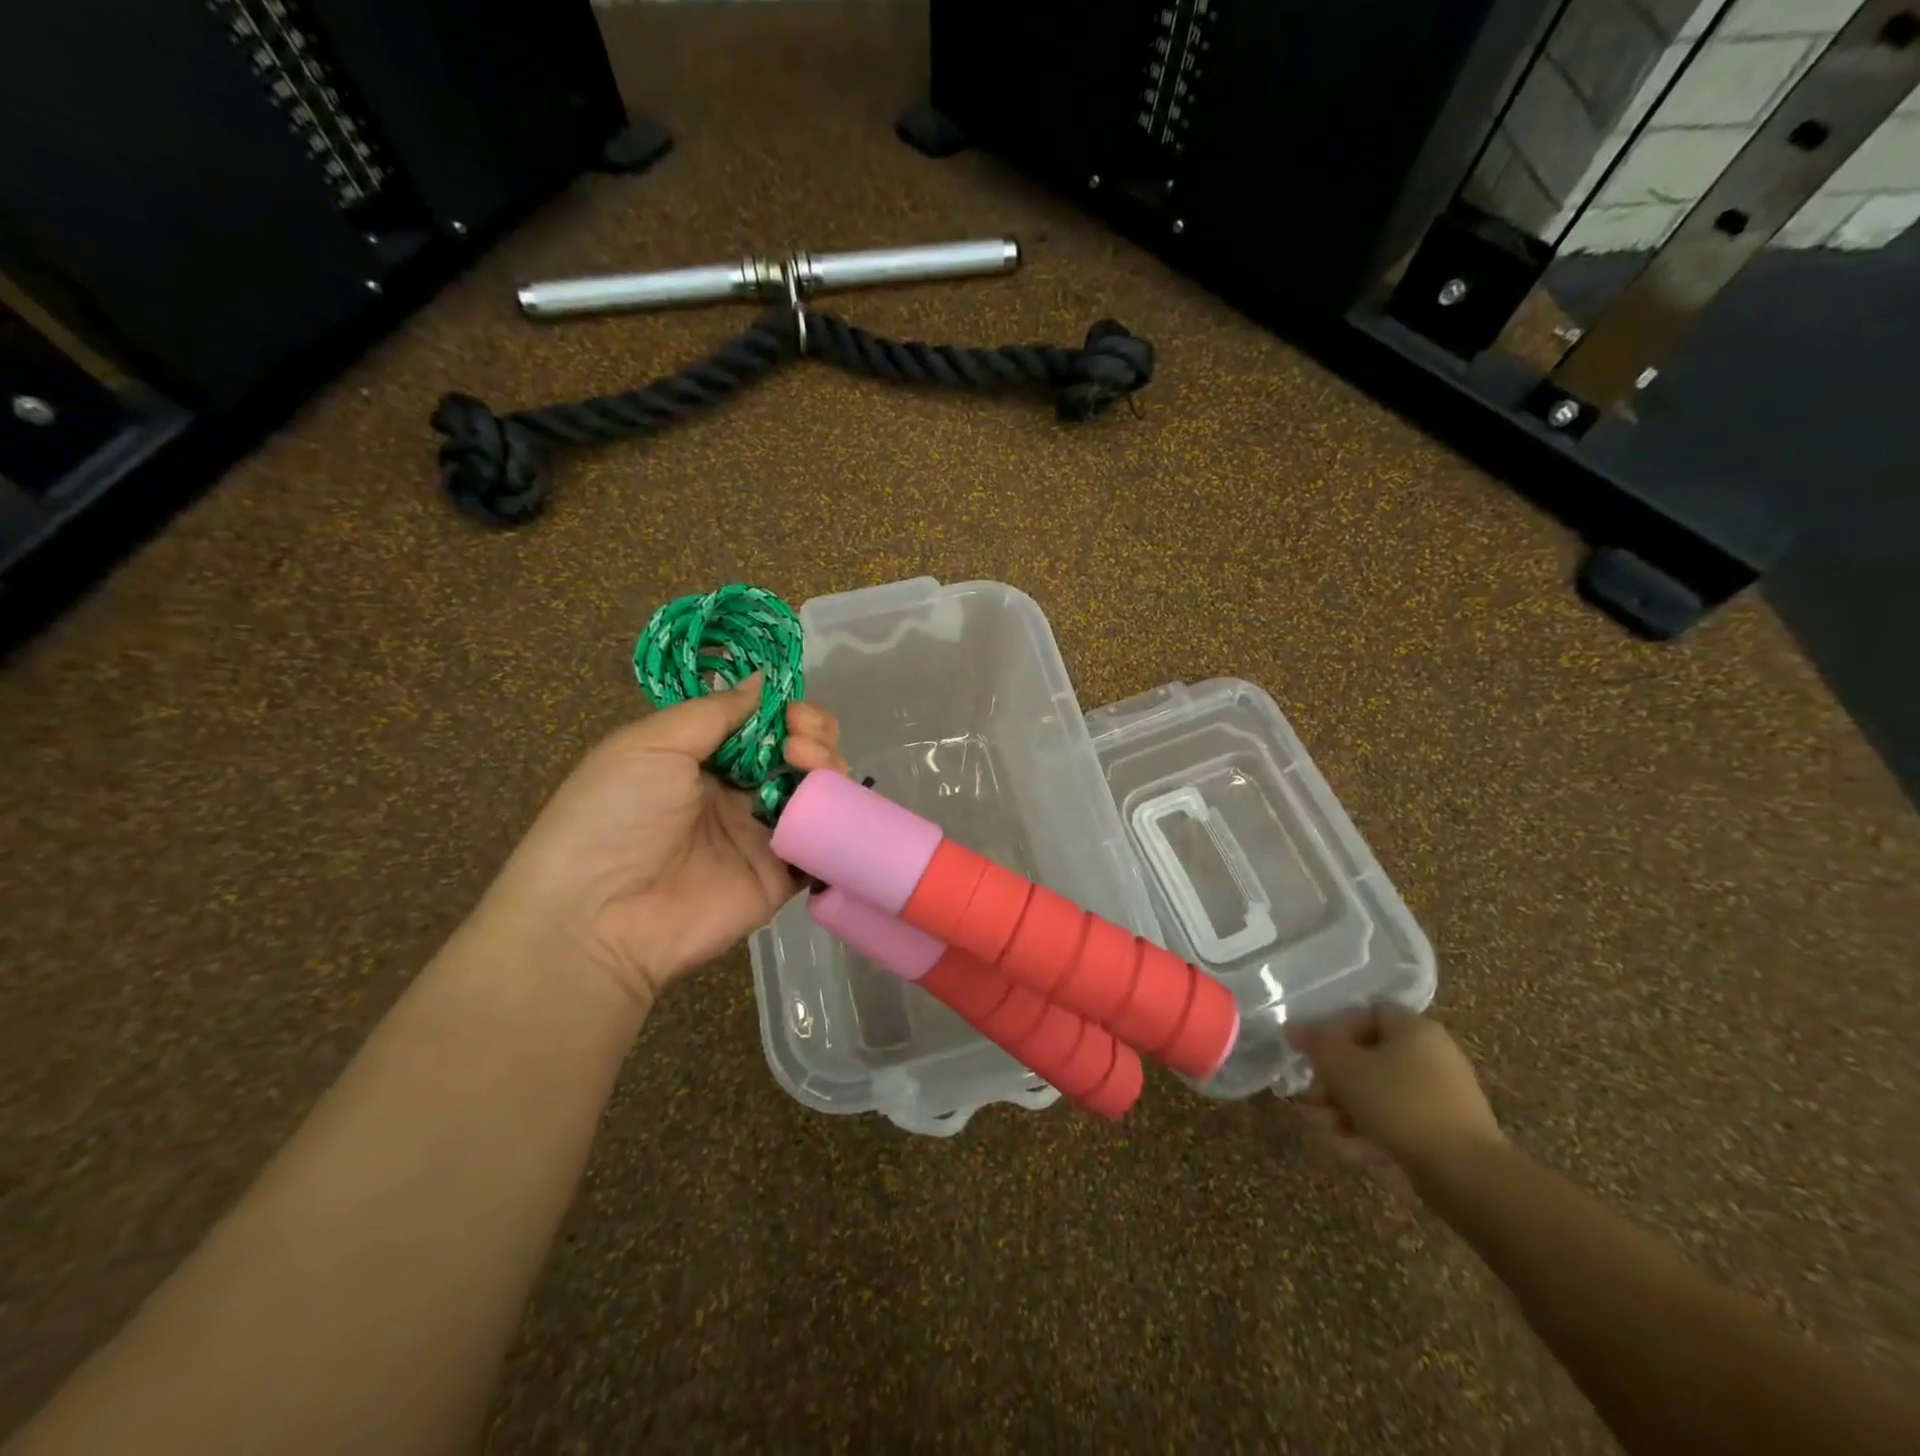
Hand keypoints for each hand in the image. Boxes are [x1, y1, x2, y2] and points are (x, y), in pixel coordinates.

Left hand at [474, 676, 847, 1011]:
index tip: (792, 712)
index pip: (760, 725)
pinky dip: (838, 821)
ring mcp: (760, 835)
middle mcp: (736, 793)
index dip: (785, 712)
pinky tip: (833, 806)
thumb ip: (714, 712)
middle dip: (813, 736)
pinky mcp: (781, 876)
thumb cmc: (615, 815)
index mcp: (701, 759)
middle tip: (801, 743)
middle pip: (795, 754)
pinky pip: (820, 843)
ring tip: (812, 767)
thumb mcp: (650, 744)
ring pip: (815, 793)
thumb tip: (762, 680)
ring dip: (827, 769)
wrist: (599, 916)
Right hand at [1286, 1005, 1502, 1173]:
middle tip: (1308, 1098)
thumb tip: (1292, 1028)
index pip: (1366, 1013)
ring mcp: (1441, 1097)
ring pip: (1378, 1094)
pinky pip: (1397, 1122)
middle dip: (1332, 1081)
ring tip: (1322, 1129)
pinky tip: (1348, 1149)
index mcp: (1414, 1029)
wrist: (1468, 1176)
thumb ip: (1315, 1044)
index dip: (1334, 1029)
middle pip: (1368, 1058)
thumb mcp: (1345, 1067)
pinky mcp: (1444, 1133)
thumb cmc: (1400, 1104)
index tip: (1311, 1053)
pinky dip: (1370, 1132)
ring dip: (1343, 1109)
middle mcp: (1432, 1056)